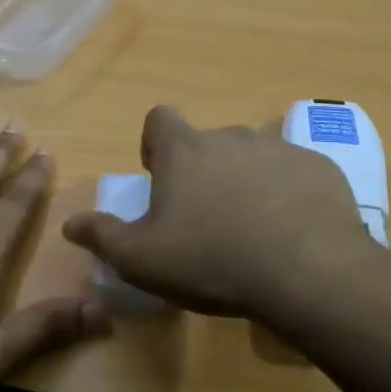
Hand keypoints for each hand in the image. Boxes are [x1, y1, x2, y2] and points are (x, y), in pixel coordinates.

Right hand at [62, 106, 375, 324]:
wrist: (309, 273)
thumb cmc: (213, 260)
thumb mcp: (142, 259)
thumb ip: (102, 236)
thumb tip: (70, 224)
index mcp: (185, 150)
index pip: (159, 118)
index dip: (154, 144)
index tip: (160, 179)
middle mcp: (231, 136)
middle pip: (207, 143)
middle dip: (202, 171)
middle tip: (206, 219)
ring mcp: (280, 149)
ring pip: (252, 157)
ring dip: (245, 182)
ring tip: (251, 229)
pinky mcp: (320, 168)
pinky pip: (293, 174)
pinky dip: (287, 194)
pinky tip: (292, 234)